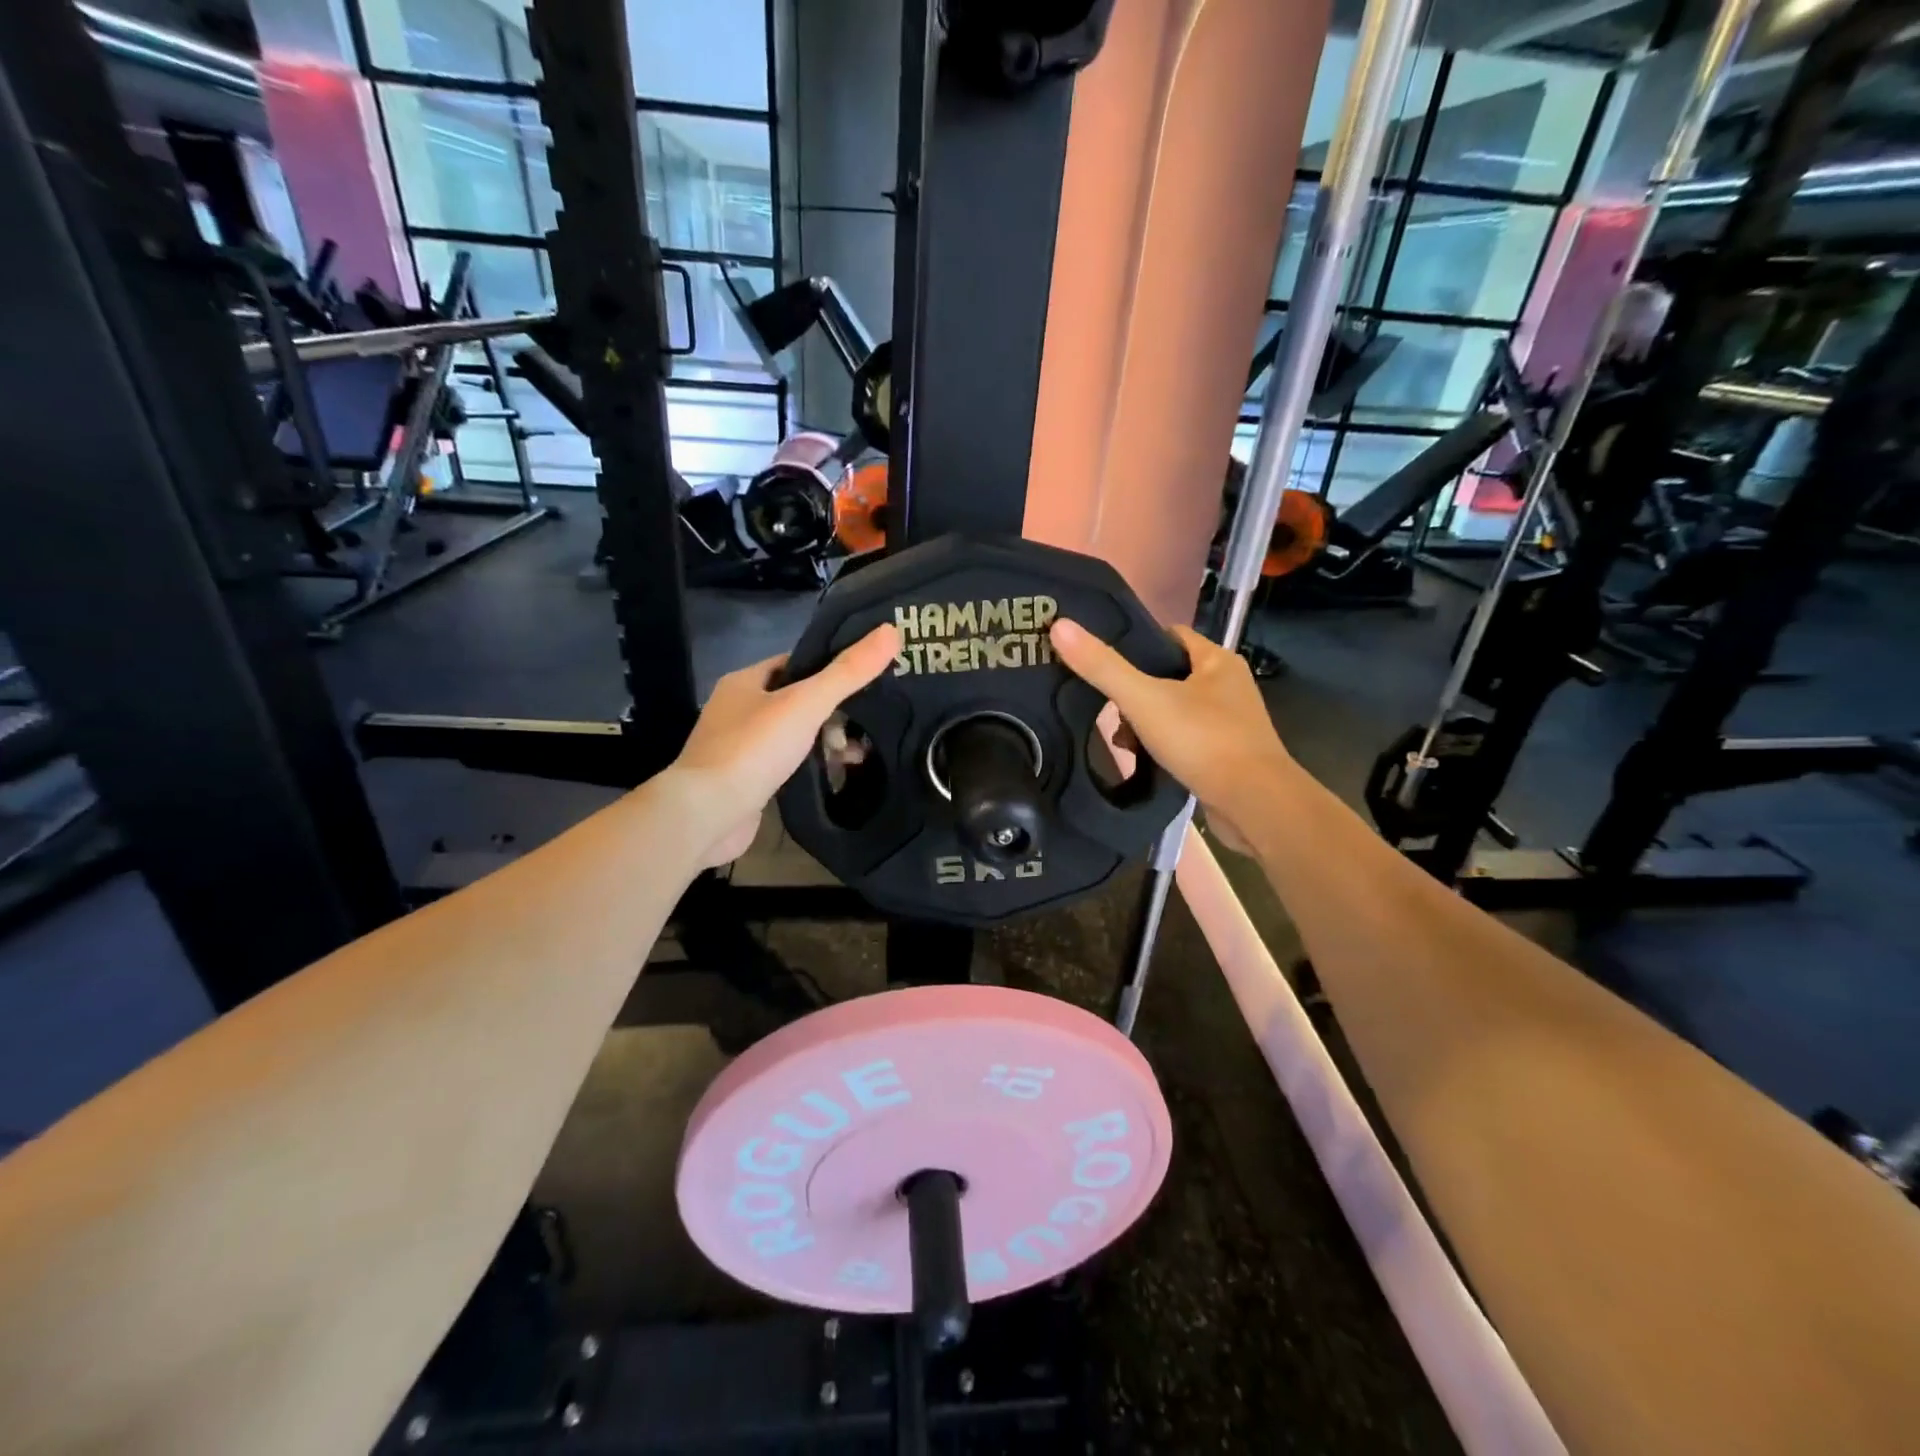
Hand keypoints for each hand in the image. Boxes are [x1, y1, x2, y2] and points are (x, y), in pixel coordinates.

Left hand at [667, 624, 899, 867]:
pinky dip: (809, 766)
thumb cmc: (754, 749)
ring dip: (824, 741)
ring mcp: (738, 747)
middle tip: (866, 725)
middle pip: (797, 700)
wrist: (707, 814)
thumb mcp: (806, 703)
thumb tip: (891, 631)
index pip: (796, 663)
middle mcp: (737, 709)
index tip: (868, 679)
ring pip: (793, 734)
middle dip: (833, 712)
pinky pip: (786, 763)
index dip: (832, 668)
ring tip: (856, 755)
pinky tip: (832, 775)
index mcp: (745, 681)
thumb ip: (848, 672)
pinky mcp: (744, 780)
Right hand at [1049, 618, 1291, 852]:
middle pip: (1169, 675)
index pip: (1169, 636)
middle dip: (1135, 690)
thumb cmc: (1203, 740)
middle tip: (1105, 706)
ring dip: (1146, 721)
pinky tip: (1143, 759)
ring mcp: (1230, 722)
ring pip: (1175, 709)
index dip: (1135, 643)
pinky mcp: (1227, 754)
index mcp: (1217, 661)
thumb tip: (1060, 625)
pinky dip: (1162, 744)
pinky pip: (1185, 738)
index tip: (1101, 659)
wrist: (1254, 804)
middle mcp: (1228, 685)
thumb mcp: (1144, 699)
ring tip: (1121, 739)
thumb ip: (1102, 666)